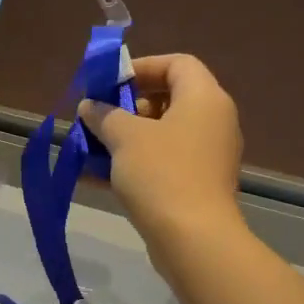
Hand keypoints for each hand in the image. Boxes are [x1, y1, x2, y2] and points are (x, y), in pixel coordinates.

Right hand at [80, 53, 243, 256]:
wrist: (193, 240)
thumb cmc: (161, 173)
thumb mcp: (124, 137)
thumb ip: (104, 115)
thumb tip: (90, 106)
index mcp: (204, 98)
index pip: (177, 63)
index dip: (142, 67)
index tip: (110, 83)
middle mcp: (213, 121)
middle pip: (169, 98)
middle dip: (127, 106)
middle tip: (99, 116)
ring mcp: (208, 155)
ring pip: (162, 134)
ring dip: (125, 136)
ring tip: (91, 146)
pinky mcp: (198, 184)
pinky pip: (163, 162)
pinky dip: (133, 163)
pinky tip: (95, 176)